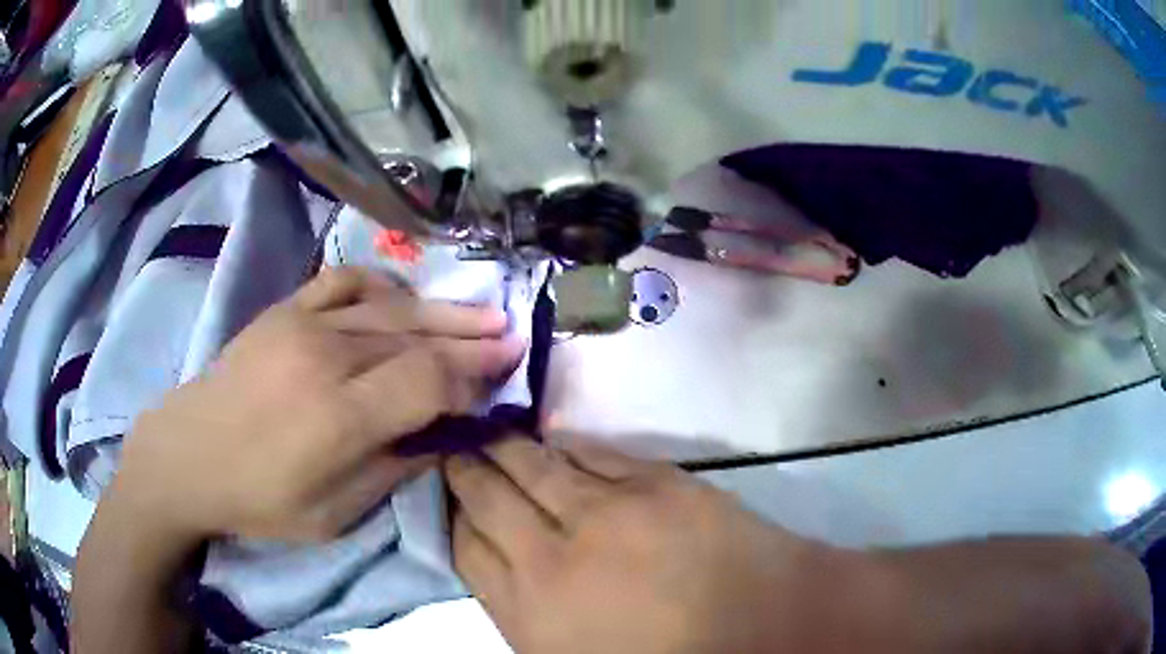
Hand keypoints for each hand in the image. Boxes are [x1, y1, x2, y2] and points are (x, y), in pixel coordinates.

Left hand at [112, 266, 524, 545]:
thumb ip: (394, 470)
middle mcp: (327, 357)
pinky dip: (384, 286)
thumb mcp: (333, 514)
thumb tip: (443, 436)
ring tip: (484, 312)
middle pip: (418, 337)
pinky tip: (405, 298)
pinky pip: (345, 281)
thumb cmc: (260, 499)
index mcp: (339, 417)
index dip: (473, 379)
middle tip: (514, 337)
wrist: (189, 454)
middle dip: (473, 339)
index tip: (503, 380)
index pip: (429, 381)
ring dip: (443, 311)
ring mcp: (303, 324)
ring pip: (391, 307)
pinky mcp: (285, 309)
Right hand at [445, 437, 852, 653]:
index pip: (465, 546)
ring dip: (502, 447)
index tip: (447, 499)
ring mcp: (607, 511)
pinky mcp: (655, 481)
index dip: (451, 516)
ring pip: (533, 465)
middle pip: (488, 496)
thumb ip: (523, 612)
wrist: (762, 625)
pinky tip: (548, 440)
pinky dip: (560, 445)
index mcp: (530, 611)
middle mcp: (553, 555)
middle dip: (464, 469)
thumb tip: (496, 564)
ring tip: (484, 431)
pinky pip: (589, 453)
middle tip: (451, 448)